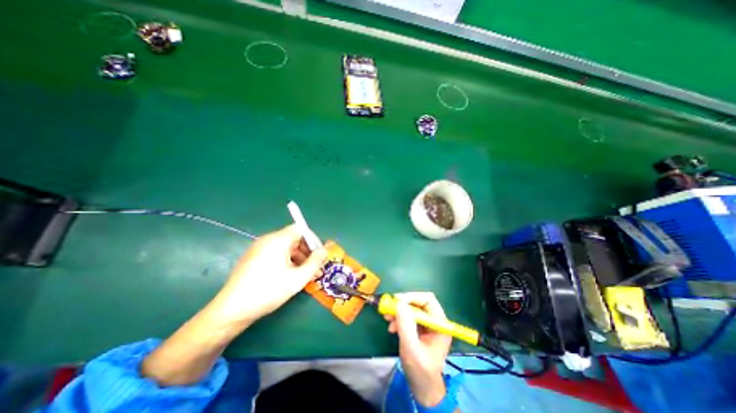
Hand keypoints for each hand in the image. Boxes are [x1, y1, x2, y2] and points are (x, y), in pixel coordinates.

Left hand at [214, 225, 327, 326]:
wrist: (231, 311)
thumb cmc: (268, 291)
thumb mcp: (298, 278)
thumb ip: (315, 262)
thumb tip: (325, 250)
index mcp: (278, 240)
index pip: (300, 229)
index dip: (312, 239)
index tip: (318, 254)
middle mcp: (267, 239)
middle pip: (293, 237)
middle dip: (306, 250)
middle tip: (313, 266)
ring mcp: (258, 248)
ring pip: (284, 246)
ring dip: (297, 256)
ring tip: (302, 273)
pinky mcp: (252, 257)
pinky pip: (274, 252)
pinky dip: (285, 259)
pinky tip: (287, 275)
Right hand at [382, 294, 451, 406]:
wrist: (422, 388)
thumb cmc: (421, 371)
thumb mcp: (411, 348)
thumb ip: (405, 325)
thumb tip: (399, 303)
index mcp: (440, 324)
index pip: (428, 300)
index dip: (412, 297)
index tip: (397, 300)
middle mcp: (435, 320)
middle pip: (418, 302)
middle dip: (403, 305)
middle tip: (389, 308)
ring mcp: (427, 324)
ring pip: (411, 308)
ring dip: (399, 312)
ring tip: (388, 320)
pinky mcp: (419, 328)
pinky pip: (408, 316)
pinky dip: (399, 319)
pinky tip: (392, 327)